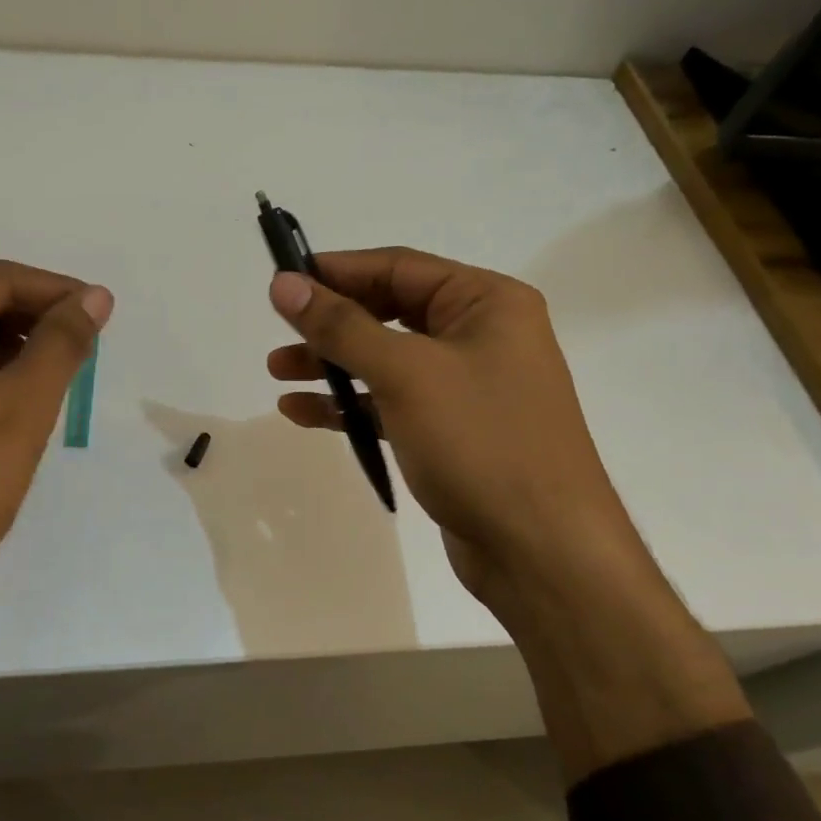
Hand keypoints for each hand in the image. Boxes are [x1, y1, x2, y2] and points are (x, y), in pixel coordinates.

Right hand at [266, 248, 641, 604]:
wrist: (543, 552)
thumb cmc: (481, 443)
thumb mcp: (406, 374)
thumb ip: (341, 326)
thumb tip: (283, 283)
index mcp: (487, 302)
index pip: (398, 267)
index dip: (337, 271)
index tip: (282, 280)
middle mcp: (481, 335)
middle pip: (390, 312)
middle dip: (331, 323)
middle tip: (279, 331)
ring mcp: (468, 386)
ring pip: (386, 360)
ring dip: (332, 364)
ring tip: (277, 372)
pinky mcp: (453, 432)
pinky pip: (392, 403)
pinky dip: (350, 405)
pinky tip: (301, 413)